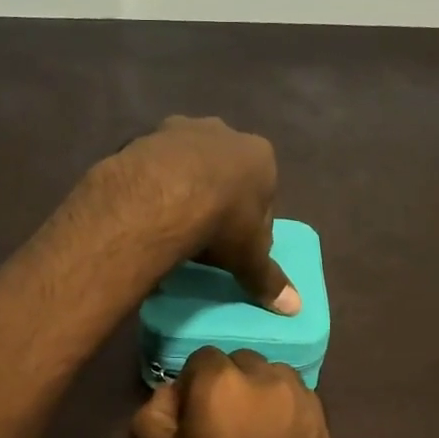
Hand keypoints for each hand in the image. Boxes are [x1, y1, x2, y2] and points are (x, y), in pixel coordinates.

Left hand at [107, 116, 299, 313]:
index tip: (236, 244)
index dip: (251, 220)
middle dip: (216, 196)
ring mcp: (180, 129)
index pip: (263, 191)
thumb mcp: (250, 257)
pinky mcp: (144, 137)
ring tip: (169, 223)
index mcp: (259, 156)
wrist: (163, 196)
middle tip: (202, 232)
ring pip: (186, 163)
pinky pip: (152, 165)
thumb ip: (269, 279)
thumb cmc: (223, 222)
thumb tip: (294, 307)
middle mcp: (223, 132)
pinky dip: (151, 185)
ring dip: (181, 187)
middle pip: (223, 171)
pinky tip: (145, 211)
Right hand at [132, 347, 336, 437]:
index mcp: (221, 383)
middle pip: (239, 363)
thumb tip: (173, 391)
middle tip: (220, 427)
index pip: (201, 358)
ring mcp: (301, 399)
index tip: (190, 419)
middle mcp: (267, 378)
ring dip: (258, 393)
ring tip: (251, 434)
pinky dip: (282, 409)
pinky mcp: (323, 422)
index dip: (192, 386)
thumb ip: (156, 408)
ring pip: (271, 376)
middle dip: (226, 385)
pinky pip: (296, 398)